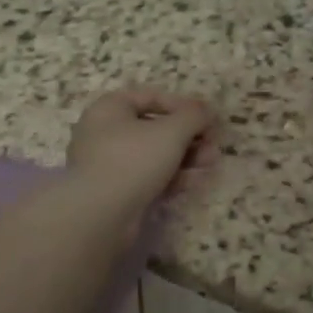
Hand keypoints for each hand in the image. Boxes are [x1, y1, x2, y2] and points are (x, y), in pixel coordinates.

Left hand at [66, 88, 218, 212]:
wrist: (99, 215)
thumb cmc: (133, 159)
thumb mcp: (172, 131)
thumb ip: (194, 116)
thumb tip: (208, 110)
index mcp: (110, 108)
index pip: (152, 97)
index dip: (184, 105)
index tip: (208, 118)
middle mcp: (104, 132)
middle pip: (155, 127)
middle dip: (189, 136)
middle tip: (213, 144)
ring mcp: (107, 164)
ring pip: (153, 154)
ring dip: (185, 157)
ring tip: (210, 163)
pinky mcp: (114, 192)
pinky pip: (147, 177)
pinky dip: (171, 177)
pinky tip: (194, 182)